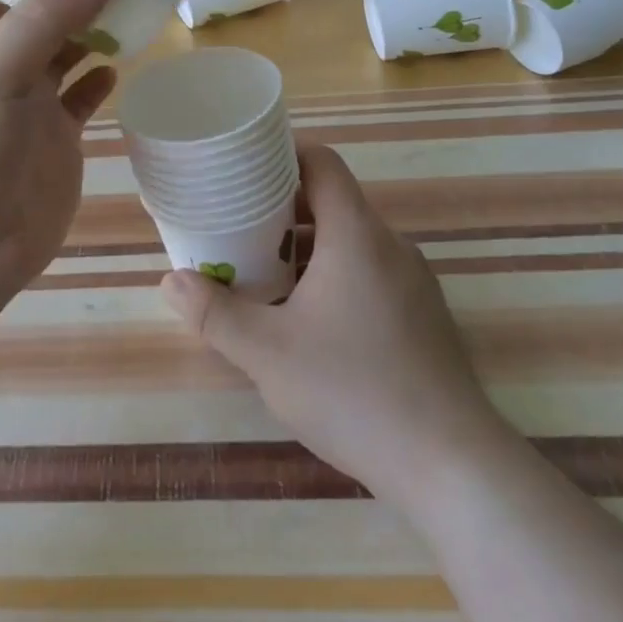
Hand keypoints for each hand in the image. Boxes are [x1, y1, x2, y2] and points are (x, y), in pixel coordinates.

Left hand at [0, 0, 120, 317]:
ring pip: (72, 51)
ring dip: (100, 28)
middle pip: (50, 12)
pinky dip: (102, 78)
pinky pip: (84, 96)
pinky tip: (123, 63)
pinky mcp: (58, 139)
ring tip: (143, 0)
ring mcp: (32, 102)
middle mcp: (4, 63)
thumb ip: (48, 16)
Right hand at [160, 143, 509, 512]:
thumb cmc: (353, 391)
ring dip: (306, 248)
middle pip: (332, 201)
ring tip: (263, 275)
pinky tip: (308, 321)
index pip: (321, 162)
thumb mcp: (267, 353)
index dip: (281, 155)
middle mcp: (390, 245)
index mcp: (356, 234)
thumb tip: (171, 281)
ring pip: (350, 241)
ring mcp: (413, 281)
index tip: (243, 169)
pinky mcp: (423, 316)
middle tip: (237, 229)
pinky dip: (333, 276)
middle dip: (281, 210)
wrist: (451, 466)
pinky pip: (370, 273)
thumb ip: (214, 313)